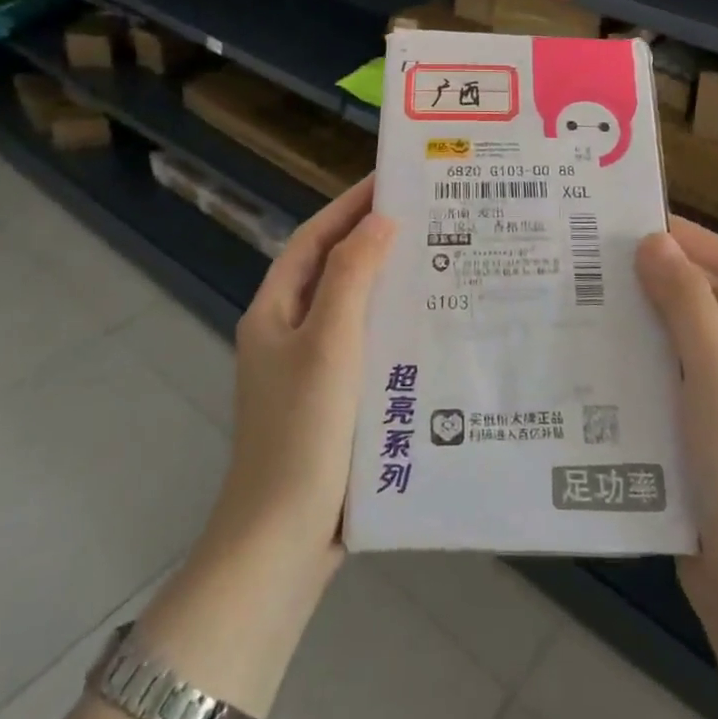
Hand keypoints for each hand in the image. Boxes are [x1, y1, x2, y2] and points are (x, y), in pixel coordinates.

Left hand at [193, 176, 395, 592]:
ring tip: (442, 260)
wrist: (282, 540)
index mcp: (275, 310)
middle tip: (431, 215)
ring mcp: (311, 369)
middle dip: (376, 239)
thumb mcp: (327, 343)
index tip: (394, 178)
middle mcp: (290, 332)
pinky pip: (368, 345)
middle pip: (335, 269)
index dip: (350, 205)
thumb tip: (380, 220)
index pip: (314, 238)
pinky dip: (395, 327)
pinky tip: (433, 326)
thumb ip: (351, 276)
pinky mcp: (335, 401)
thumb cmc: (302, 431)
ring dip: (390, 282)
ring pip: (355, 308)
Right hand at [635, 218, 717, 622]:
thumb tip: (654, 242)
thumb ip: (687, 302)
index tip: (637, 226)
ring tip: (586, 305)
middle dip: (659, 276)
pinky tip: (595, 366)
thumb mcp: (716, 370)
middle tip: (597, 264)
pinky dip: (636, 364)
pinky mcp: (698, 436)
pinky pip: (665, 381)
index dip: (694, 239)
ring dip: (642, 320)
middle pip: (707, 300)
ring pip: (680, 341)